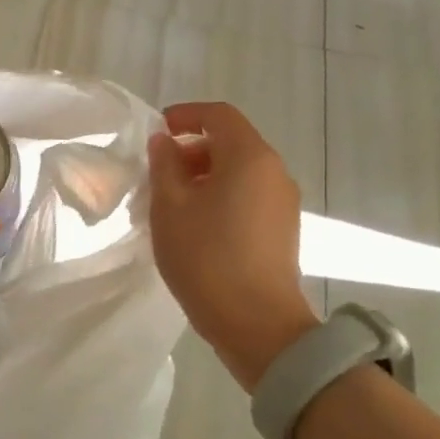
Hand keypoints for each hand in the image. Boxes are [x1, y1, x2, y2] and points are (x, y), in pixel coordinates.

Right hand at [147, 101, 318, 392]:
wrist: (256, 323)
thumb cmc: (205, 257)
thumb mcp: (170, 207)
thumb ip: (164, 165)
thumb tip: (165, 142)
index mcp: (250, 157)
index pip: (219, 115)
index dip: (186, 115)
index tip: (156, 131)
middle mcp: (274, 172)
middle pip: (231, 143)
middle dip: (191, 150)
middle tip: (157, 174)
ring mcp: (283, 203)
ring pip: (239, 172)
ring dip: (204, 176)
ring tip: (171, 204)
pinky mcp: (282, 230)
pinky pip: (248, 196)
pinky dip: (220, 197)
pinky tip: (194, 225)